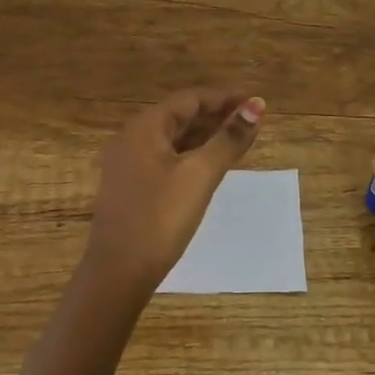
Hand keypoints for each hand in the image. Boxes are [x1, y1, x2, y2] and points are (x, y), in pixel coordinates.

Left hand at [86, 88, 265, 295]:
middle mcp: (132, 138)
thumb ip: (229, 139)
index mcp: (144, 128)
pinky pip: (166, 158)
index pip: (190, 100)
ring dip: (205, 136)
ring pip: (173, 139)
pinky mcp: (131, 188)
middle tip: (252, 120)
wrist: (117, 276)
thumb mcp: (200, 176)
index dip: (224, 98)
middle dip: (216, 116)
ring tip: (238, 139)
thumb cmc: (160, 219)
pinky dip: (191, 155)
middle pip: (180, 116)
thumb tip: (257, 106)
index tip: (255, 102)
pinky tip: (210, 165)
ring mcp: (128, 164)